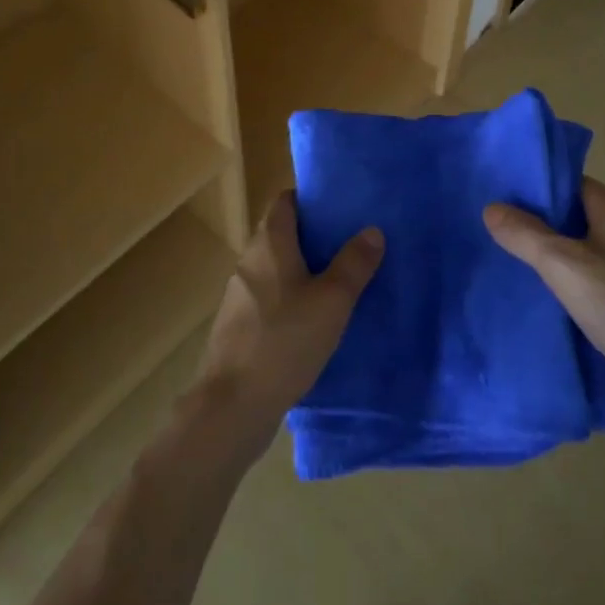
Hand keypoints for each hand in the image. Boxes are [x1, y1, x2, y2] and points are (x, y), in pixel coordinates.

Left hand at [188, 191, 383, 461]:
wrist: (231, 407)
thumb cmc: (284, 341)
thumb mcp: (332, 301)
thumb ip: (353, 264)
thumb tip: (372, 230)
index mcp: (269, 243)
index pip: (284, 201)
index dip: (309, 198)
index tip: (338, 206)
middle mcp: (249, 260)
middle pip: (280, 233)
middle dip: (312, 236)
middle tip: (347, 243)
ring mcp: (239, 295)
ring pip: (275, 268)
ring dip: (301, 270)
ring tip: (336, 281)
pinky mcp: (237, 327)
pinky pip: (268, 298)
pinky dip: (289, 299)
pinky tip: (312, 322)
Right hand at [484, 177, 604, 409]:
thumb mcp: (564, 266)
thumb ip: (526, 235)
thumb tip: (491, 207)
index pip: (569, 181)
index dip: (535, 185)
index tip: (499, 194)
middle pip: (575, 214)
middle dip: (538, 221)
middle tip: (496, 229)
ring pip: (584, 249)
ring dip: (553, 255)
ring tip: (511, 262)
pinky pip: (595, 279)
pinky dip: (570, 282)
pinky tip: (545, 298)